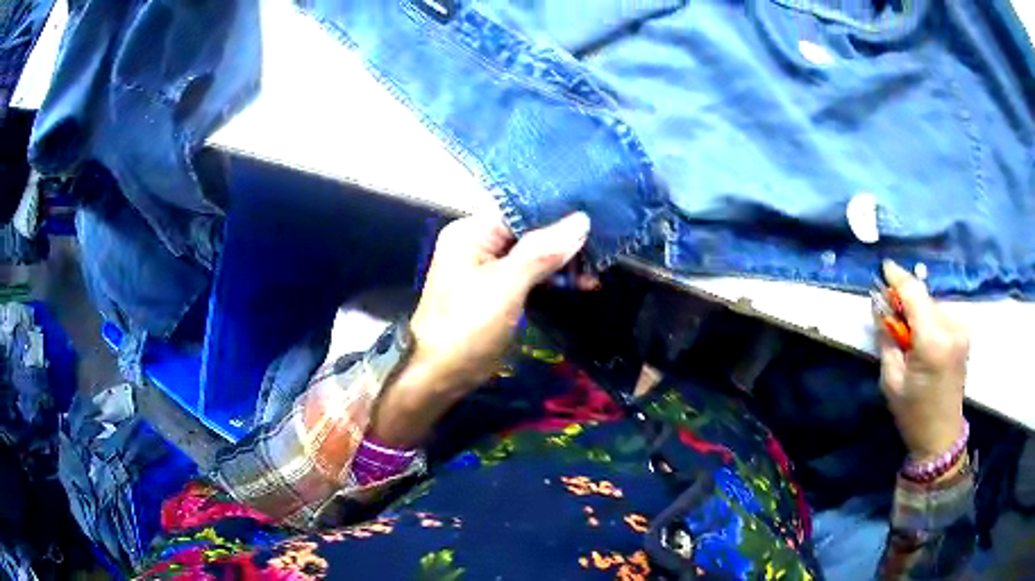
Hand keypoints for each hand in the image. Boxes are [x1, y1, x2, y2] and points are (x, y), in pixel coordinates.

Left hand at [371, 213, 591, 446]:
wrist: (439, 376)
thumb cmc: (467, 328)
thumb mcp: (506, 286)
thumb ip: (542, 251)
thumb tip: (582, 220)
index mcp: (472, 232)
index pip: (521, 209)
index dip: (558, 211)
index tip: (596, 215)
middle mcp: (478, 243)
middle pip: (529, 230)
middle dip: (565, 240)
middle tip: (604, 244)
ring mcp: (487, 268)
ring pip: (532, 254)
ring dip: (563, 262)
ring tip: (598, 268)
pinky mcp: (497, 291)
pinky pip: (530, 274)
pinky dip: (552, 279)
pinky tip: (582, 283)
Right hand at [876, 260, 968, 461]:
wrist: (941, 436)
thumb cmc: (913, 414)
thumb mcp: (892, 381)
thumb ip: (887, 338)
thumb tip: (880, 306)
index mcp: (933, 341)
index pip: (914, 293)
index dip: (898, 277)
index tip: (883, 266)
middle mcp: (952, 327)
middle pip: (924, 297)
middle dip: (906, 300)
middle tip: (890, 313)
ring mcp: (962, 329)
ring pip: (932, 304)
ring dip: (918, 311)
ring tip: (907, 334)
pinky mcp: (964, 332)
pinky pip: (941, 313)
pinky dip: (928, 318)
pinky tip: (922, 337)